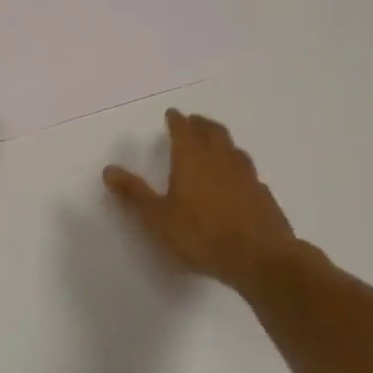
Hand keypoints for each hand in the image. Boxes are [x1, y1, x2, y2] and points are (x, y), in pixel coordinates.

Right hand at [103, 109, 298, 292]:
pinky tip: (236, 178)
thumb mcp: (158, 218)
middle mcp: (220, 159)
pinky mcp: (262, 193)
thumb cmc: (202, 236)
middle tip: (193, 121)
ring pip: (232, 147)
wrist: (261, 258)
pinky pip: (246, 169)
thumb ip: (134, 194)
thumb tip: (109, 169)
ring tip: (214, 143)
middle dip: (200, 124)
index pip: (183, 130)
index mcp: (192, 159)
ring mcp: (246, 174)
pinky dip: (237, 165)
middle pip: (211, 131)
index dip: (176, 120)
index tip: (172, 114)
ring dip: (221, 140)